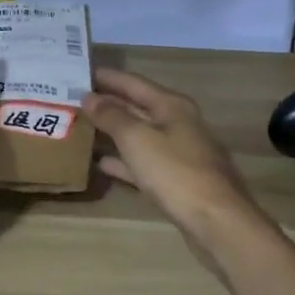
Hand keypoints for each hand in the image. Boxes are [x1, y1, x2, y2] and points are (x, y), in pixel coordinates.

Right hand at [85, 70, 258, 250]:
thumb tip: (90, 97)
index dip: (108, 77)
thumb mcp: (137, 139)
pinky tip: (102, 164)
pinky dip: (124, 161)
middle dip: (109, 103)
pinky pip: (144, 162)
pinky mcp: (178, 180)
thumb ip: (112, 116)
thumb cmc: (175, 172)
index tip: (81, 72)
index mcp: (172, 106)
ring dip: (114, 132)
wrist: (217, 222)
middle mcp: (178, 123)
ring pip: (140, 135)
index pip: (134, 83)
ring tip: (84, 127)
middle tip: (77, 99)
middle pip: (137, 107)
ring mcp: (180, 153)